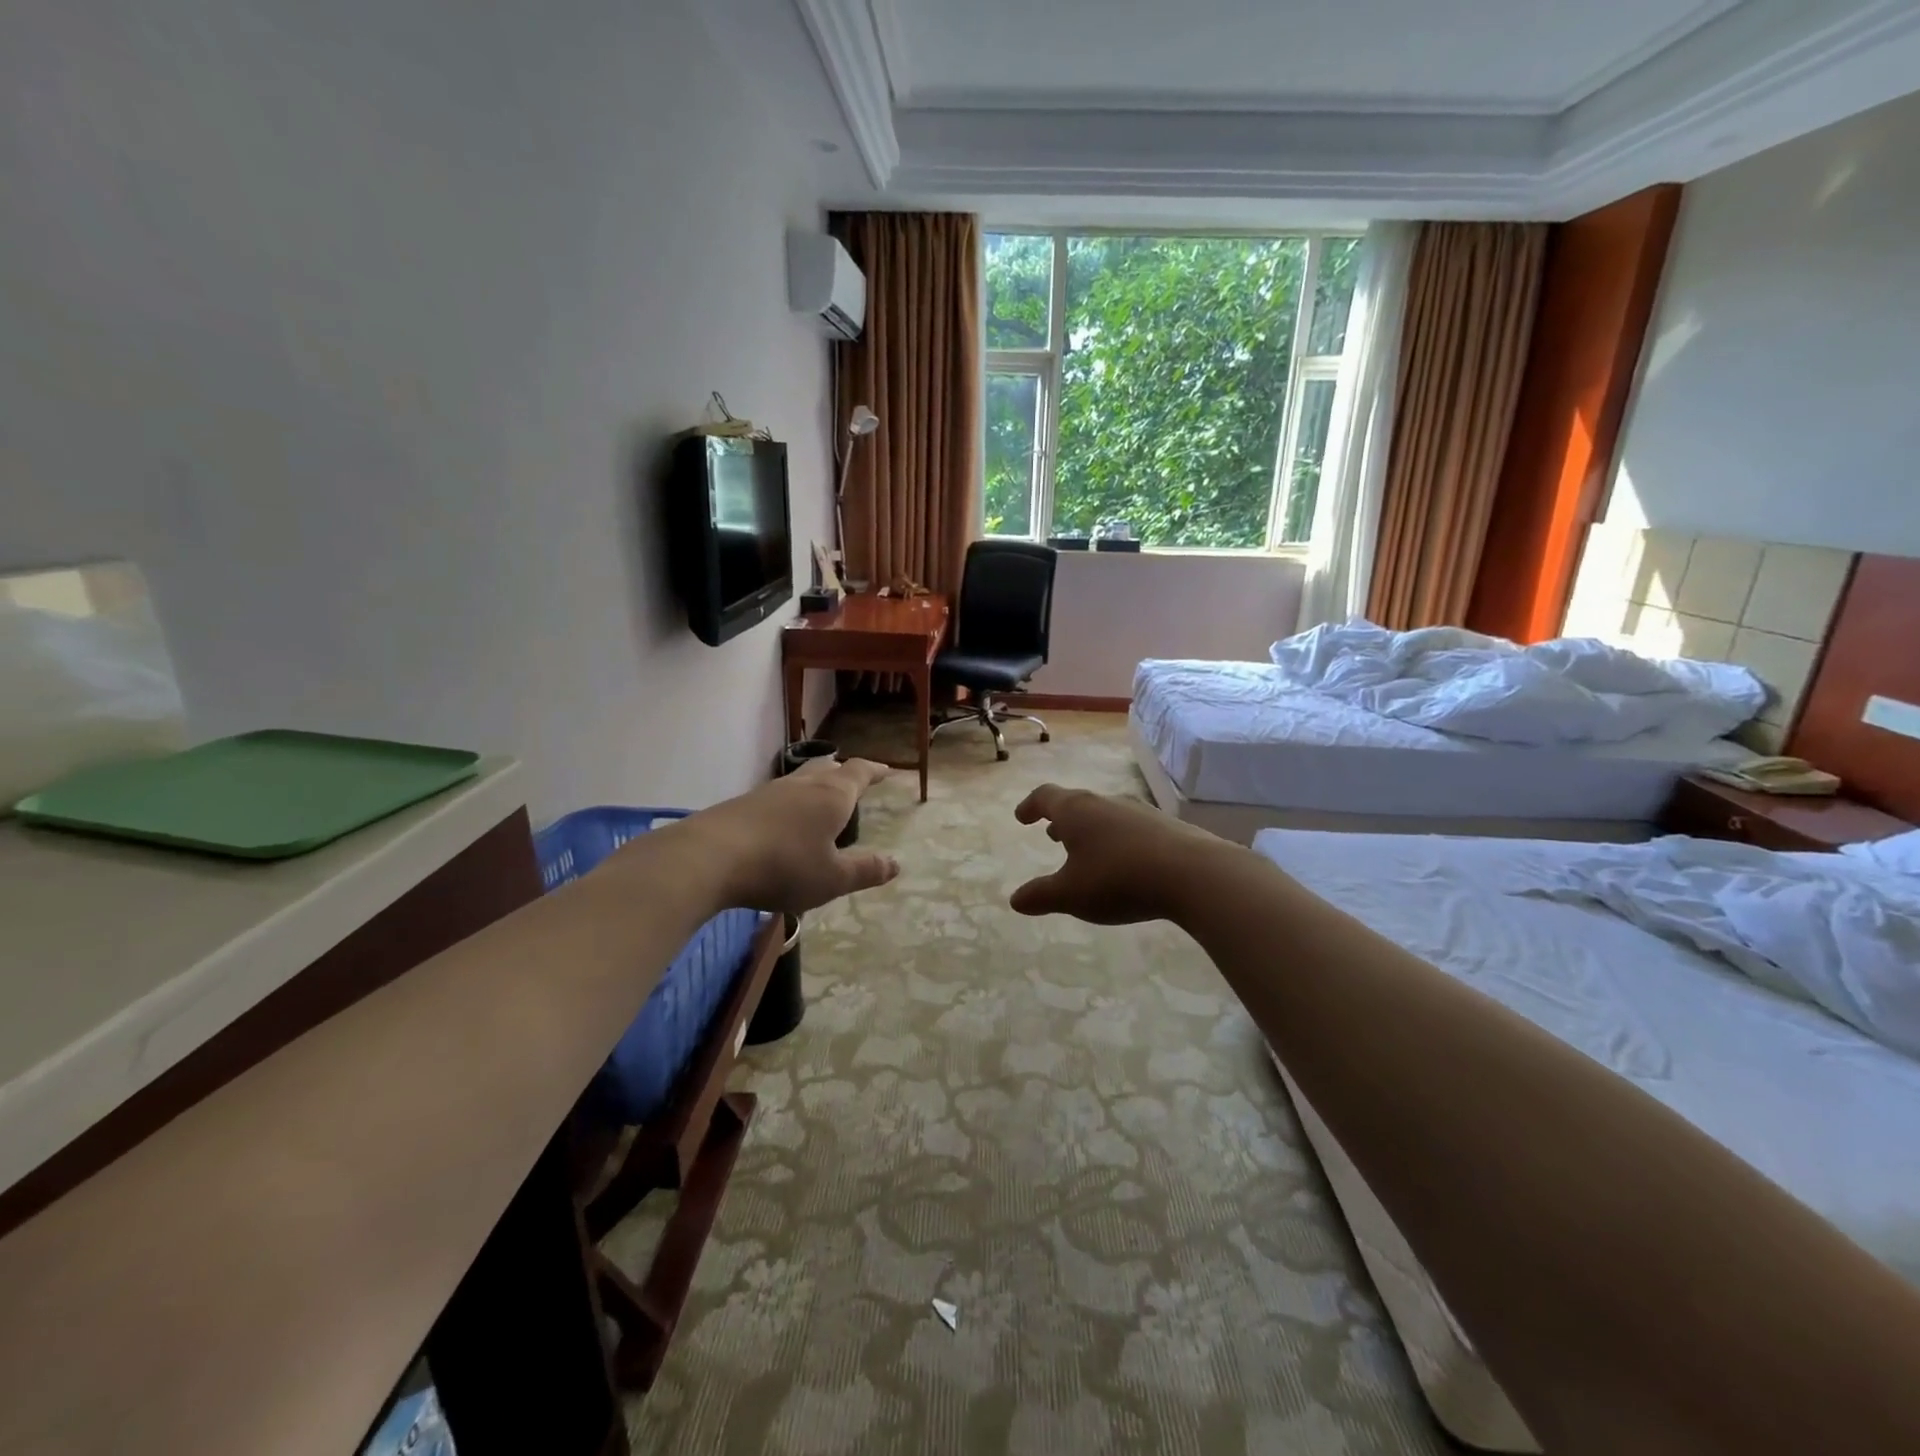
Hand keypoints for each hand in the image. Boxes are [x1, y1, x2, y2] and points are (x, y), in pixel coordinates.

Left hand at [654, 758, 899, 915]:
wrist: (709, 858)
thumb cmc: (783, 866)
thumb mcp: (832, 878)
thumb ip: (865, 870)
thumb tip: (895, 864)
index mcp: (831, 796)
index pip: (859, 772)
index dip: (875, 770)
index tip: (887, 770)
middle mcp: (802, 785)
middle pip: (828, 767)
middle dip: (844, 772)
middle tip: (855, 779)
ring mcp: (769, 792)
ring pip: (801, 778)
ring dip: (816, 783)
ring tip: (821, 796)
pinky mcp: (742, 804)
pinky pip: (778, 795)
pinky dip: (791, 802)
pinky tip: (783, 820)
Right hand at [1009, 784, 1240, 924]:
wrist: (1193, 874)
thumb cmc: (1118, 879)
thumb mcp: (1071, 895)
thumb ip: (1041, 896)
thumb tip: (1015, 900)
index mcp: (1076, 811)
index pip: (1045, 797)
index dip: (1030, 806)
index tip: (1021, 818)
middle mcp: (1106, 802)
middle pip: (1077, 802)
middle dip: (1061, 819)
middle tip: (1052, 834)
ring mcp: (1139, 811)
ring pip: (1106, 814)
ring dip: (1090, 829)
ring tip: (1086, 850)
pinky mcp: (1167, 826)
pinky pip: (1131, 827)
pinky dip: (1117, 839)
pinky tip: (1126, 862)